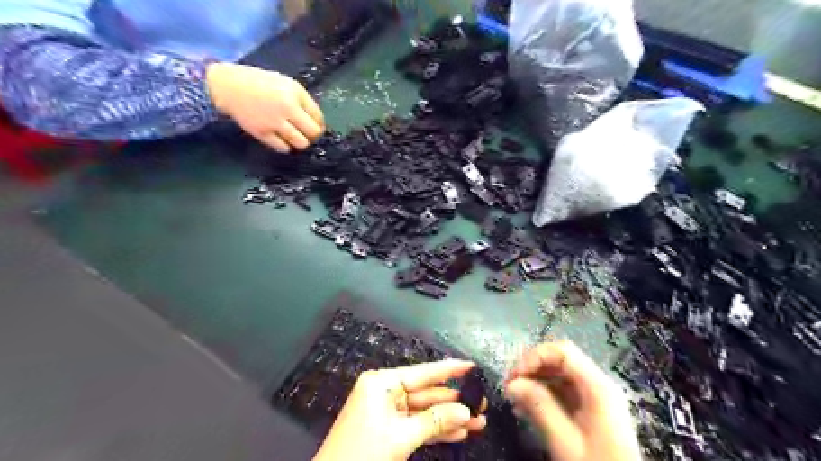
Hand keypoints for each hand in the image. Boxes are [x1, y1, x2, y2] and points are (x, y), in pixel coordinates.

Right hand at [207, 62, 325, 153]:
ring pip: (301, 144)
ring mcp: (274, 123)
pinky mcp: (262, 134)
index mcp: (294, 95)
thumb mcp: (288, 85)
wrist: (229, 86)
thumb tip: (319, 124)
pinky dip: (286, 146)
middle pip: (313, 133)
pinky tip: (282, 139)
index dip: (320, 124)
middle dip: (313, 135)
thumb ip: (305, 102)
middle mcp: (286, 110)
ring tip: (295, 137)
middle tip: (307, 133)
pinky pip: (283, 148)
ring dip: (301, 142)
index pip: (319, 118)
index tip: (315, 125)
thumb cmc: (263, 84)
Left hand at [315, 360, 486, 459]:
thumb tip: (465, 411)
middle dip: (454, 401)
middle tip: (482, 404)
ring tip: (478, 422)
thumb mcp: (401, 436)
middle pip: (426, 393)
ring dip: (449, 418)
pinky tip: (459, 433)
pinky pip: (417, 425)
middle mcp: (385, 392)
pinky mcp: (389, 430)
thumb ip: (435, 421)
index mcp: (382, 383)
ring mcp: (387, 412)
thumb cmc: (363, 454)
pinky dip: (436, 430)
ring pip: (424, 411)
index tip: (471, 365)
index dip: (449, 369)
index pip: (422, 372)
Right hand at [504, 341, 644, 458]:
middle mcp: (598, 385)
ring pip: (560, 375)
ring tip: (515, 398)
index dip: (535, 357)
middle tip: (510, 386)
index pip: (562, 352)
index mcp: (597, 386)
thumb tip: (512, 384)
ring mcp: (596, 398)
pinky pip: (563, 391)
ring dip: (535, 381)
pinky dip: (543, 394)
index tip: (514, 376)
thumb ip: (539, 406)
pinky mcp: (591, 411)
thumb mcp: (564, 440)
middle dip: (533, 368)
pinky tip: (527, 408)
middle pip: (561, 360)